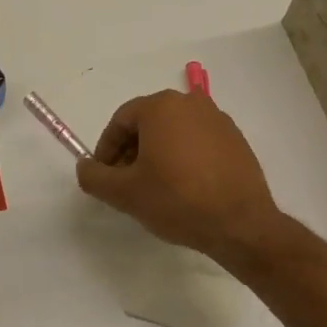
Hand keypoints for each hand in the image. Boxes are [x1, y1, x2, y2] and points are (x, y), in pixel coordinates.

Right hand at [76, 90, 282, 265]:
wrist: (240, 224)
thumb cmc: (176, 200)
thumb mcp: (123, 193)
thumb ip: (94, 176)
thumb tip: (85, 166)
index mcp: (161, 106)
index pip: (120, 122)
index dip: (106, 150)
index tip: (105, 177)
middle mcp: (191, 103)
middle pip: (147, 124)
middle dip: (131, 152)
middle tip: (126, 184)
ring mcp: (218, 120)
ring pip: (173, 133)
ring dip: (157, 155)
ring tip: (155, 189)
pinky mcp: (236, 140)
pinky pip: (198, 143)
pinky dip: (184, 159)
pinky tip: (184, 189)